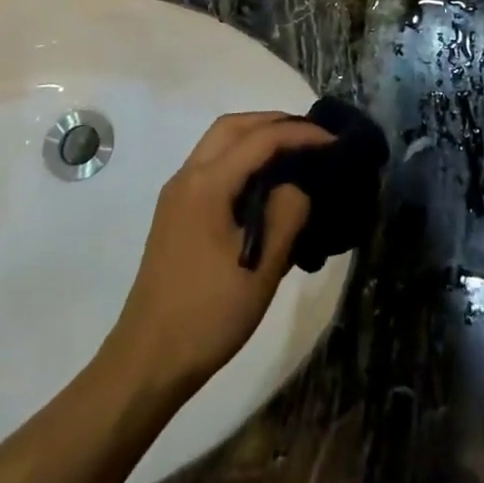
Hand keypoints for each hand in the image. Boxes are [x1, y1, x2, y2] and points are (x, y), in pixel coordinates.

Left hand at [100, 112, 329, 398]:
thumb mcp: (262, 268)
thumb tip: (296, 187)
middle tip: (312, 136)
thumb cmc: (208, 314)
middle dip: (273, 122)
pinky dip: (241, 159)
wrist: (149, 359)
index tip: (334, 140)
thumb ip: (286, 215)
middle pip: (232, 127)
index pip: (260, 140)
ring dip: (255, 138)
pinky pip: (212, 166)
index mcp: (207, 184)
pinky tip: (264, 184)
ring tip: (294, 154)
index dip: (300, 134)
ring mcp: (177, 194)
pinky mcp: (176, 213)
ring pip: (219, 144)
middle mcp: (187, 177)